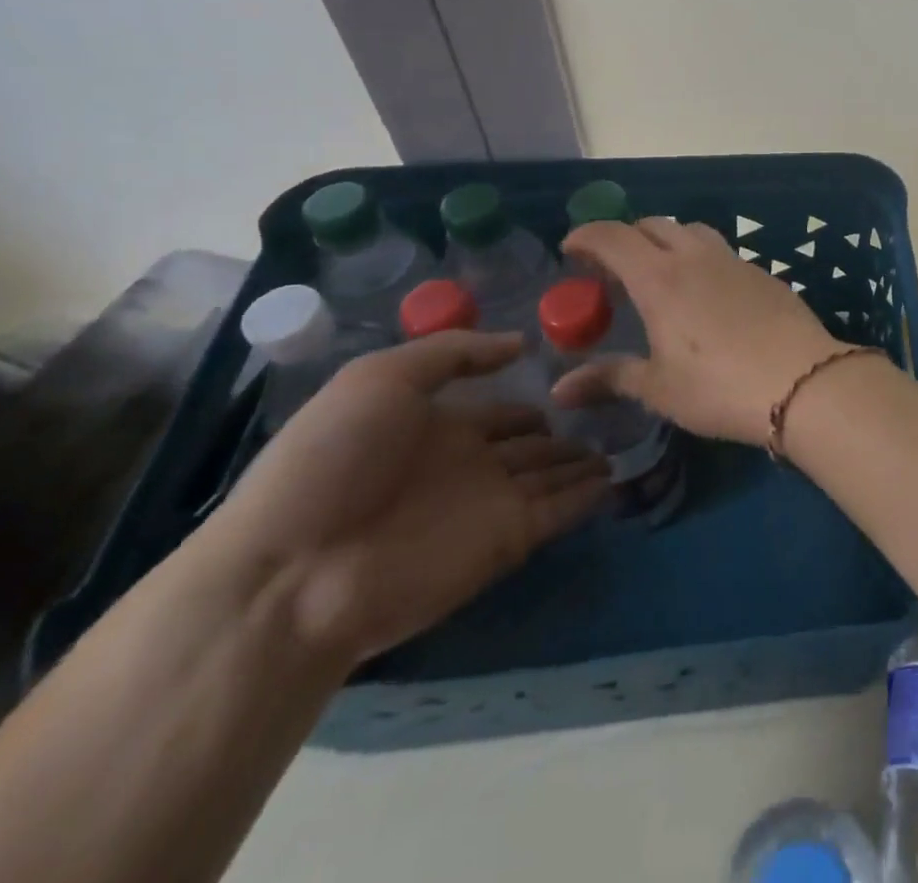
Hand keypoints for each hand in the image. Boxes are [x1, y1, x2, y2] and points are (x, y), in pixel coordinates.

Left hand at [204, 331, 609, 663]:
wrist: (293, 575)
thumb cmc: (331, 462)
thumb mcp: (379, 378)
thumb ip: (453, 351)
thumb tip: (521, 343)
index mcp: (438, 428)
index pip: (501, 412)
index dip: (532, 400)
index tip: (574, 385)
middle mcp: (469, 465)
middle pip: (531, 446)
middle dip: (565, 434)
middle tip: (613, 416)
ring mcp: (490, 505)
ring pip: (552, 476)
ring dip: (583, 463)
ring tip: (624, 445)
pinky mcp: (508, 540)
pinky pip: (560, 511)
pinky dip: (588, 496)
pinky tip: (616, 478)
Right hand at [551, 219, 846, 443]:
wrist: (801, 381)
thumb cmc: (718, 387)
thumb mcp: (659, 388)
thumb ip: (610, 378)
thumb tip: (559, 390)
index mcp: (660, 278)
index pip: (613, 237)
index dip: (587, 236)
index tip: (571, 249)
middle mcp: (696, 257)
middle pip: (654, 225)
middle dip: (626, 236)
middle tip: (613, 267)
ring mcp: (735, 261)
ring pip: (693, 231)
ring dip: (668, 240)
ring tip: (660, 273)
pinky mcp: (764, 273)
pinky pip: (723, 252)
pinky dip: (701, 258)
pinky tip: (707, 293)